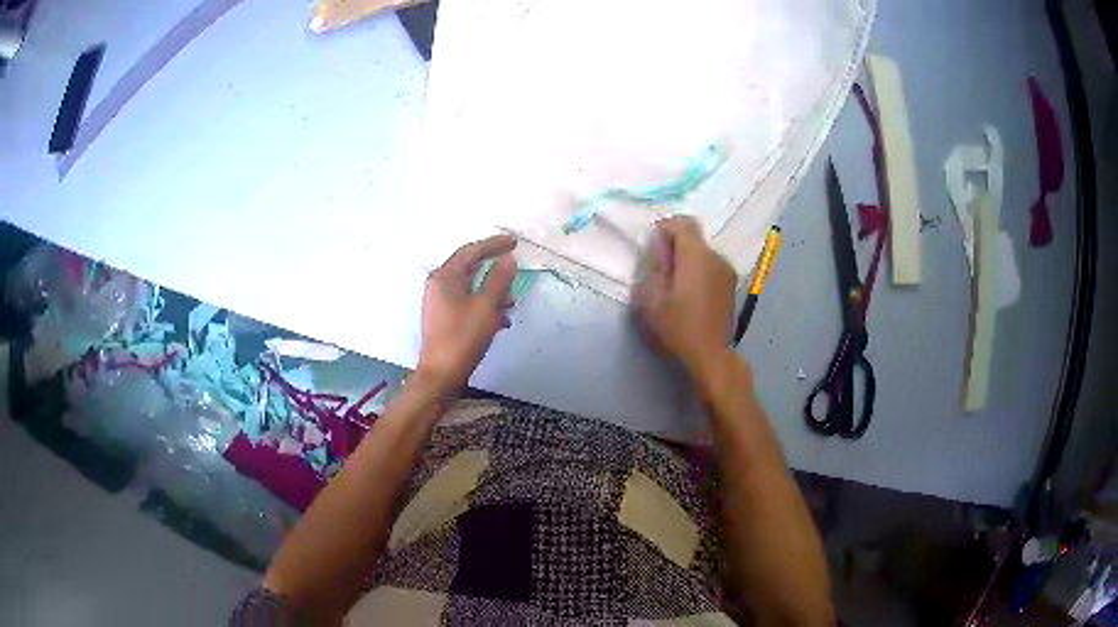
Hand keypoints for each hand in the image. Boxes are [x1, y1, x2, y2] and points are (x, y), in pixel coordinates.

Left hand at [417, 235, 517, 392]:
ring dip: (492, 290)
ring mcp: (440, 303)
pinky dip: (485, 305)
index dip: (493, 244)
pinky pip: (468, 303)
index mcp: (445, 277)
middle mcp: (439, 285)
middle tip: (514, 267)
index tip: (514, 242)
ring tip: (511, 302)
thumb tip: (508, 259)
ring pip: (471, 287)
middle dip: (494, 269)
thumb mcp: (486, 307)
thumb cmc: (462, 338)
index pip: (471, 251)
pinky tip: (501, 320)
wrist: (441, 375)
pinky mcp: (445, 319)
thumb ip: (498, 280)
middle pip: (469, 267)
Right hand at [632, 216, 736, 377]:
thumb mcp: (653, 299)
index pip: (683, 223)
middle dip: (675, 243)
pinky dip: (698, 269)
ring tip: (673, 281)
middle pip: (694, 236)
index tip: (652, 244)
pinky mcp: (730, 284)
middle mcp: (716, 257)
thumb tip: (660, 244)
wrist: (711, 356)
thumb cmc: (678, 328)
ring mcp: (727, 271)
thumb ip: (656, 265)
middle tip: (658, 265)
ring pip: (703, 251)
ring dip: (687, 257)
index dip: (665, 227)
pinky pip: (711, 265)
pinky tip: (688, 291)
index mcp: (696, 256)